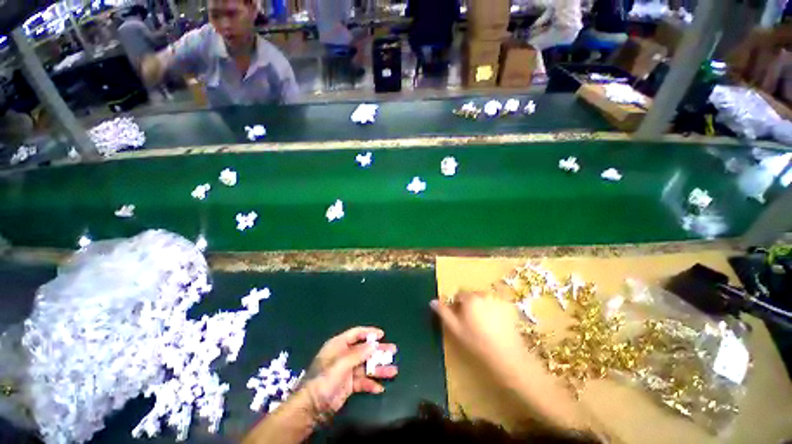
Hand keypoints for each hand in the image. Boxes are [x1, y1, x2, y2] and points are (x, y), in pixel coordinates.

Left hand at [299, 327, 397, 420]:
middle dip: (379, 351)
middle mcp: (344, 355)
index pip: (356, 334)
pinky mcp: (349, 385)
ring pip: (366, 366)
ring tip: (393, 371)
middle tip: (393, 351)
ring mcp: (347, 371)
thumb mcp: (341, 364)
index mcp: (339, 345)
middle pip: (365, 350)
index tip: (382, 335)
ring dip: (379, 369)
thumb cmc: (324, 379)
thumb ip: (358, 353)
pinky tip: (379, 388)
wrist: (311, 407)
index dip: (369, 333)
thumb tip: (374, 344)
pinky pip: (363, 382)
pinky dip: (371, 384)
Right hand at [431, 291, 529, 376]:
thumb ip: (443, 312)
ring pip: (485, 299)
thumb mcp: (455, 329)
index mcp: (470, 298)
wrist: (507, 356)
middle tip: (472, 322)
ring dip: (482, 307)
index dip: (457, 306)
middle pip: (472, 296)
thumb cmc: (477, 342)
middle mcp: (484, 294)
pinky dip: (495, 310)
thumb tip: (432, 301)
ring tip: (485, 325)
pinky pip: (497, 304)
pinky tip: (497, 325)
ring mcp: (498, 300)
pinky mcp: (509, 307)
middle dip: (470, 305)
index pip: (459, 295)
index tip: (460, 319)